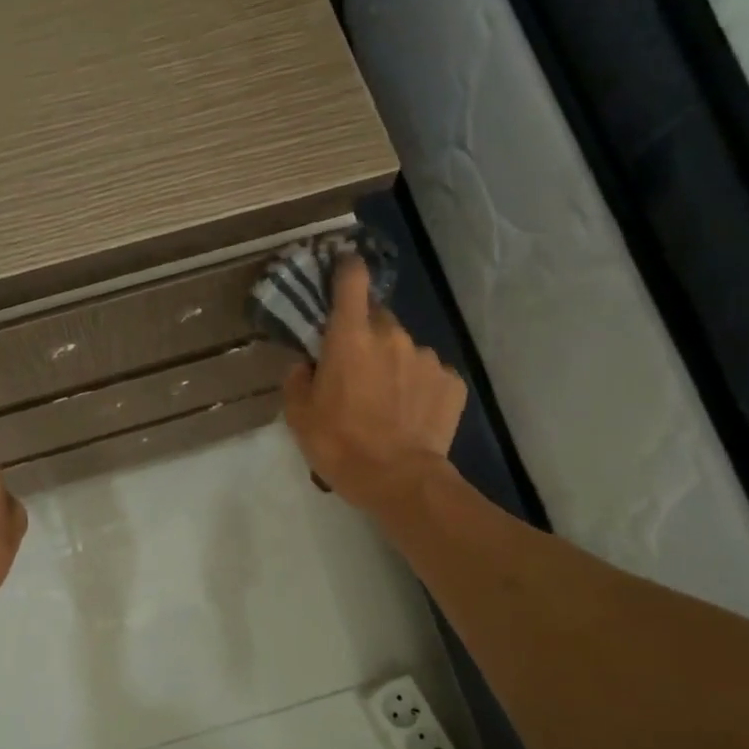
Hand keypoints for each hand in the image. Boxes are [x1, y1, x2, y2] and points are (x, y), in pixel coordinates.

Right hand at [281, 256, 466, 513]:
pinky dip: (419, 386)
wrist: (400, 480)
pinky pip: (429, 374)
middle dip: (366, 335)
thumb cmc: (340, 445)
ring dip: (394, 364)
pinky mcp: (451, 381)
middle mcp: (392, 335)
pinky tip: (412, 413)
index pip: (351, 280)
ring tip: (386, 401)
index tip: (343, 267)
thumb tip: (307, 364)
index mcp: (350, 337)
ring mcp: (426, 357)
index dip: (346, 269)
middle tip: (356, 370)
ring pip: (405, 348)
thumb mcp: (299, 416)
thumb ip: (297, 379)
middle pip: (378, 318)